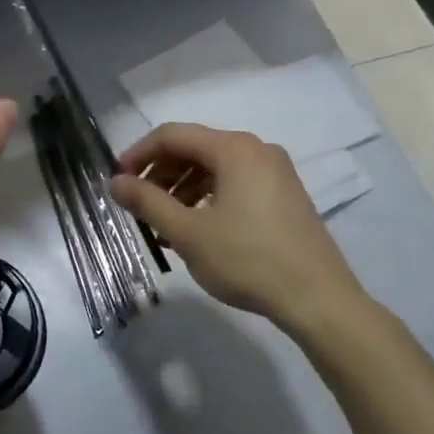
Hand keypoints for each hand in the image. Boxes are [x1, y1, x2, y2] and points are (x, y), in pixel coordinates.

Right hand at [111, 123, 367, 335]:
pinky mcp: (285, 195)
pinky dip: (208, 198)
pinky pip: (235, 184)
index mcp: (234, 149)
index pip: (172, 135)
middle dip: (160, 174)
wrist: (318, 299)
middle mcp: (257, 150)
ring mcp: (275, 172)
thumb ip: (147, 202)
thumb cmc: (247, 260)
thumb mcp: (188, 232)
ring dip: (182, 189)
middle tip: (138, 205)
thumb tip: (116, 182)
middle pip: (195, 148)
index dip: (139, 154)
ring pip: (215, 168)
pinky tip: (196, 230)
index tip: (118, 181)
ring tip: (163, 224)